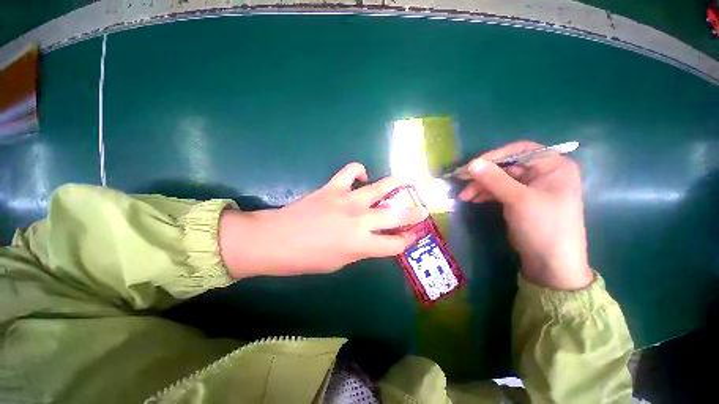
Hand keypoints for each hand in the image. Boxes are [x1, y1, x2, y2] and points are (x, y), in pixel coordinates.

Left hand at [219, 163, 426, 277]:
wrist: (277, 240)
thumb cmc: (307, 259)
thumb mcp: (339, 262)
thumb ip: (360, 249)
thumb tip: (372, 238)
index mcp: (361, 245)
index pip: (394, 244)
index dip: (407, 241)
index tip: (413, 237)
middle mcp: (359, 220)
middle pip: (395, 215)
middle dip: (413, 214)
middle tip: (424, 210)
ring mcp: (347, 200)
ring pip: (379, 187)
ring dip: (396, 183)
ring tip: (406, 180)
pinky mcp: (333, 187)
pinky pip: (351, 171)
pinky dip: (359, 171)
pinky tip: (362, 176)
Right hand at [459, 141, 592, 289]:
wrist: (550, 262)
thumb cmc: (543, 226)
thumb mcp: (518, 199)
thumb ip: (494, 179)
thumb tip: (471, 163)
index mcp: (554, 166)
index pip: (521, 150)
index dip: (495, 155)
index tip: (473, 165)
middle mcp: (543, 173)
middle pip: (507, 166)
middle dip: (483, 175)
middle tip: (462, 181)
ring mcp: (531, 187)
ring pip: (500, 179)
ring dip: (481, 186)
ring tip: (464, 196)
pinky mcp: (520, 200)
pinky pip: (499, 191)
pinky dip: (485, 194)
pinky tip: (472, 199)